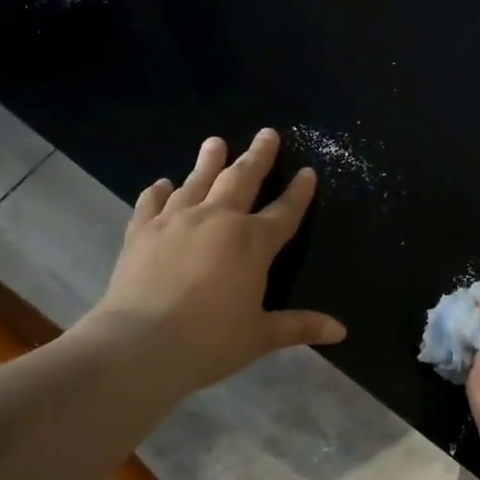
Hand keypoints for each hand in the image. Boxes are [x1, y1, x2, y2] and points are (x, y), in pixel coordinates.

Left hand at [76, 129, 345, 398]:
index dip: (299, 192)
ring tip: (215, 141)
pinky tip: (163, 183)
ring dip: (209, 160)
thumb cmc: (209, 342)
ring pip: (197, 181)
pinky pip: (152, 202)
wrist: (138, 345)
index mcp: (253, 243)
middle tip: (267, 133)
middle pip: (242, 179)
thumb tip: (341, 332)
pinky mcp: (141, 231)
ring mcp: (176, 221)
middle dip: (258, 155)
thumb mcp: (260, 336)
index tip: (308, 172)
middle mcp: (217, 220)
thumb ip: (300, 326)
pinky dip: (159, 190)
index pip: (284, 211)